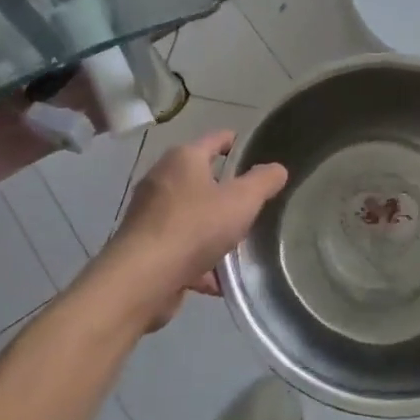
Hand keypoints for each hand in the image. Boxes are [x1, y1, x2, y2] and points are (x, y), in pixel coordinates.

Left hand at [81, 130, 287, 333]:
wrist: (143, 279)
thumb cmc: (195, 227)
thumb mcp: (242, 200)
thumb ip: (263, 182)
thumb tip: (277, 168)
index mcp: (183, 159)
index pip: (214, 140)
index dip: (234, 142)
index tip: (252, 150)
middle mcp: (162, 180)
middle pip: (201, 179)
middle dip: (225, 191)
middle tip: (252, 203)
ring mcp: (150, 215)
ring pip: (191, 216)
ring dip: (212, 230)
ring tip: (239, 244)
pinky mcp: (145, 248)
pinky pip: (180, 248)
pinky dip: (199, 260)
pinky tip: (219, 280)